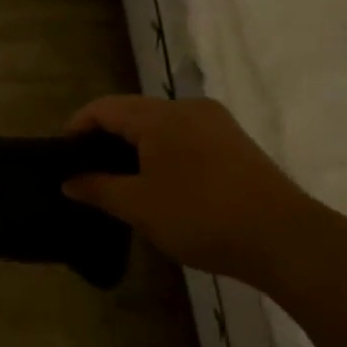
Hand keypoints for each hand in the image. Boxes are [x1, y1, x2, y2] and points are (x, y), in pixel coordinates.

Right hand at [63, 95, 315, 285]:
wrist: (285, 238)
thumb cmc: (201, 217)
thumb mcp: (139, 206)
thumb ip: (98, 188)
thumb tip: (68, 180)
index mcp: (160, 116)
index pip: (104, 108)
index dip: (77, 128)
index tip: (61, 157)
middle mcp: (188, 108)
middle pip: (132, 112)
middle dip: (104, 138)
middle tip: (86, 173)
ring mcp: (216, 124)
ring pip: (160, 125)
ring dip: (134, 146)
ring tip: (118, 181)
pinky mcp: (234, 143)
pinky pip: (184, 136)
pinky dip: (161, 152)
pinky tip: (158, 183)